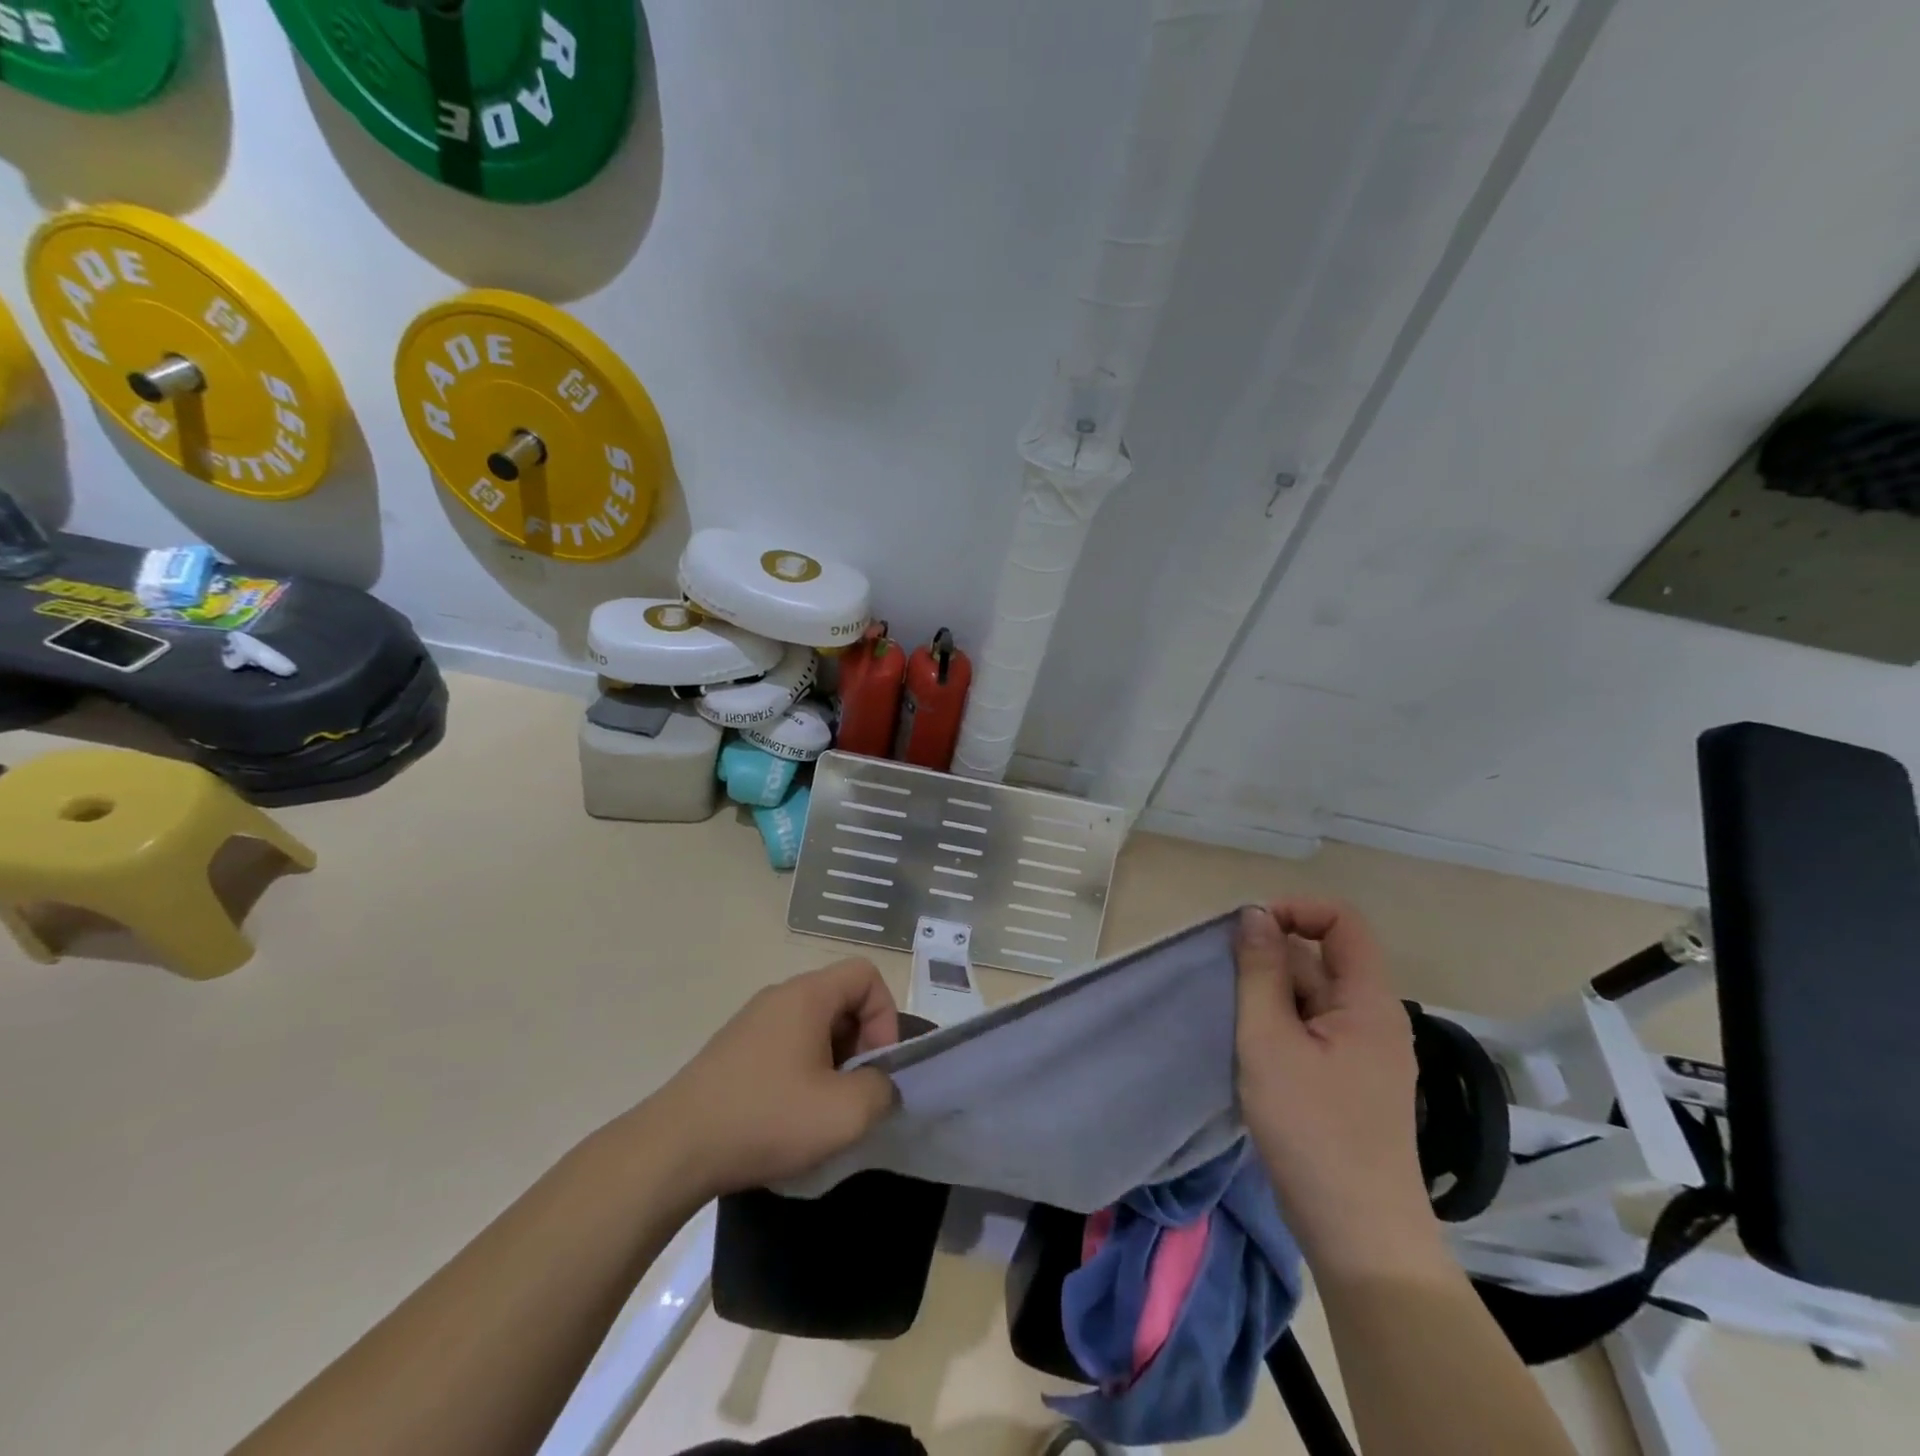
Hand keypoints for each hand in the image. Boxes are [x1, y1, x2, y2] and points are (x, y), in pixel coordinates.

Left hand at [643, 959, 901, 1200]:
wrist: (673, 1150)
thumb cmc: (765, 1119)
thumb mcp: (844, 1114)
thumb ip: (882, 1090)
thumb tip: (880, 1084)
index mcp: (807, 995)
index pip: (866, 975)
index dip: (885, 1016)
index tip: (875, 1066)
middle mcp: (778, 996)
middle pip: (841, 999)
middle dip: (860, 1043)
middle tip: (854, 1093)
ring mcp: (751, 1022)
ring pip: (813, 1025)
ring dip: (832, 1062)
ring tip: (822, 1110)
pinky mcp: (732, 1050)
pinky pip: (785, 1045)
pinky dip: (801, 1072)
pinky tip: (788, 1116)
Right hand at [1235, 900, 1443, 1274]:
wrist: (1359, 1236)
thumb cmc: (1313, 1130)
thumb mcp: (1270, 1041)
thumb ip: (1260, 972)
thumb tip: (1255, 914)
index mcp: (1369, 1002)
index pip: (1343, 922)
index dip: (1296, 911)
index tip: (1249, 933)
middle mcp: (1375, 1019)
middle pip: (1323, 958)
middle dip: (1272, 960)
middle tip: (1230, 990)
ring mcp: (1365, 1053)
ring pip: (1313, 996)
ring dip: (1271, 997)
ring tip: (1237, 1027)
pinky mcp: (1350, 1082)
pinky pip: (1314, 1030)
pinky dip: (1281, 1026)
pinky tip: (1253, 1054)